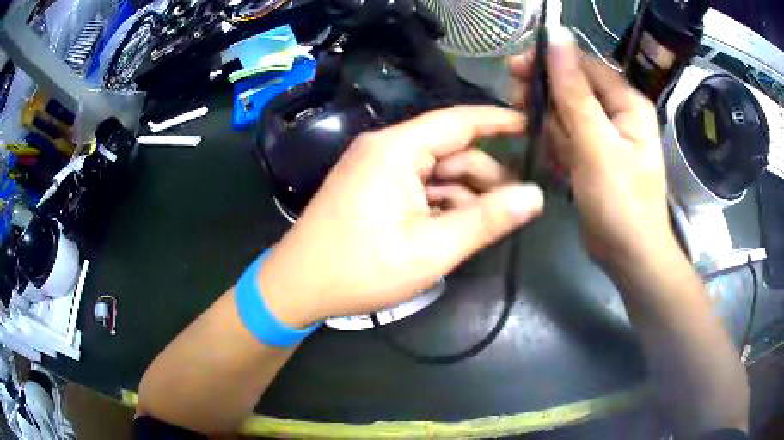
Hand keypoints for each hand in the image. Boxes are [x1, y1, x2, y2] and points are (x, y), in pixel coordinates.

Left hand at [256, 106, 543, 327]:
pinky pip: (417, 185)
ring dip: (464, 193)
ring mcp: (375, 168)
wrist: (297, 286)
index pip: (459, 121)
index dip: (498, 121)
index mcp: (397, 149)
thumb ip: (487, 220)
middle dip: (485, 175)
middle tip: (515, 204)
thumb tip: (534, 196)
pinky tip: (456, 226)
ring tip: (489, 222)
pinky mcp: (370, 187)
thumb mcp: (432, 249)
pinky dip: (440, 202)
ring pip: (435, 170)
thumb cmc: (361, 269)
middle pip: (450, 150)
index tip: (531, 127)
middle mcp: (385, 148)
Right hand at [508, 28, 674, 266]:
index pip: (583, 64)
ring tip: (552, 153)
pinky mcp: (595, 153)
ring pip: (567, 113)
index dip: (549, 62)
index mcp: (627, 102)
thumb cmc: (620, 202)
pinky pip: (569, 137)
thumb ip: (575, 91)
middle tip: (521, 109)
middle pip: (573, 87)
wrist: (629, 255)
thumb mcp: (596, 144)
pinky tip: (559, 165)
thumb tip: (558, 38)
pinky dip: (558, 147)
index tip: (514, 70)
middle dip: (547, 98)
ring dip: (551, 127)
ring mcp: (606, 133)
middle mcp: (618, 112)